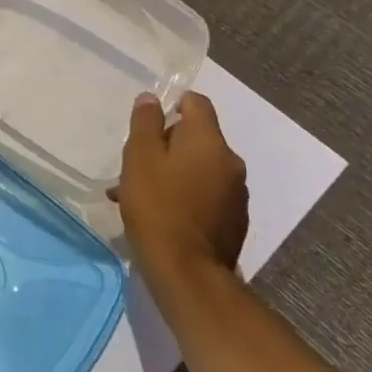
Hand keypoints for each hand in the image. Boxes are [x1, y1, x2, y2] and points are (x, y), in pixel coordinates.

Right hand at [111, 92, 248, 291]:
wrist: (187, 271)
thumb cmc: (157, 204)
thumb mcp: (139, 156)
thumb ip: (145, 122)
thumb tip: (152, 99)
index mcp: (208, 141)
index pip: (197, 103)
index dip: (173, 104)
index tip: (148, 122)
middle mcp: (230, 162)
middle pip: (197, 137)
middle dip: (167, 144)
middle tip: (135, 163)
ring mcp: (236, 194)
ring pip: (199, 168)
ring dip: (173, 172)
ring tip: (139, 194)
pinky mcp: (234, 221)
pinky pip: (206, 195)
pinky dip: (184, 195)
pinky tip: (160, 215)